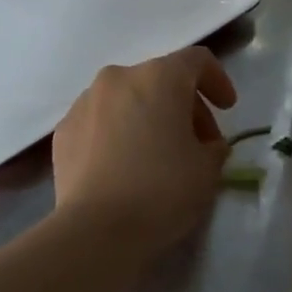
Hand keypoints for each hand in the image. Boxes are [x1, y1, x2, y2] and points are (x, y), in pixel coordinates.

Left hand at [51, 47, 237, 256]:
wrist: (96, 230)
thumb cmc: (162, 191)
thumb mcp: (208, 170)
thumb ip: (214, 147)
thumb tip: (207, 145)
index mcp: (159, 78)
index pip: (196, 61)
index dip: (217, 80)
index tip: (227, 108)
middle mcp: (118, 78)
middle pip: (160, 79)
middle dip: (185, 106)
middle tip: (198, 142)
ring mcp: (85, 103)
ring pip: (128, 99)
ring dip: (149, 117)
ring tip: (158, 154)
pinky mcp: (64, 131)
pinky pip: (101, 121)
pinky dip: (119, 133)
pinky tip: (125, 166)